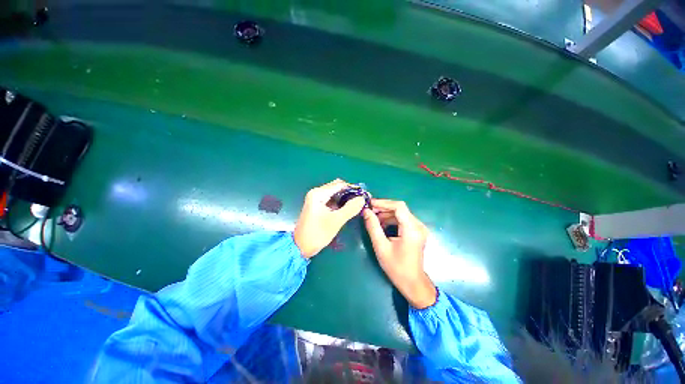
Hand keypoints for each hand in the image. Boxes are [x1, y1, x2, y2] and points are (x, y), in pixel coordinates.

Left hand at [293, 179, 365, 258]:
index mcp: (318, 194)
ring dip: (346, 198)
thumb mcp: (336, 221)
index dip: (353, 189)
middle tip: (362, 200)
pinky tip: (348, 208)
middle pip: (337, 188)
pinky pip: (332, 200)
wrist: (300, 247)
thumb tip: (362, 198)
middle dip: (350, 193)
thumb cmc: (317, 233)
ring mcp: (316, 199)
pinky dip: (341, 203)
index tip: (365, 195)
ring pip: (335, 194)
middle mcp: (317, 193)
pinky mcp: (318, 206)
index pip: (340, 185)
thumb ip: (350, 208)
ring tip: (358, 204)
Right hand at [362, 199, 436, 308]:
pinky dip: (391, 219)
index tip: (370, 204)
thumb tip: (366, 211)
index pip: (398, 206)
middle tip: (369, 211)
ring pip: (401, 213)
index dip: (383, 203)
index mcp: (412, 229)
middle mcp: (418, 226)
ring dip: (386, 214)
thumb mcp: (381, 247)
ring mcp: (419, 228)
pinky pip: (403, 220)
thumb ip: (373, 227)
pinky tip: (381, 223)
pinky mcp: (417, 231)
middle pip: (400, 209)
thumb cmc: (396, 267)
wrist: (412, 282)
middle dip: (383, 208)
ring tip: (372, 217)